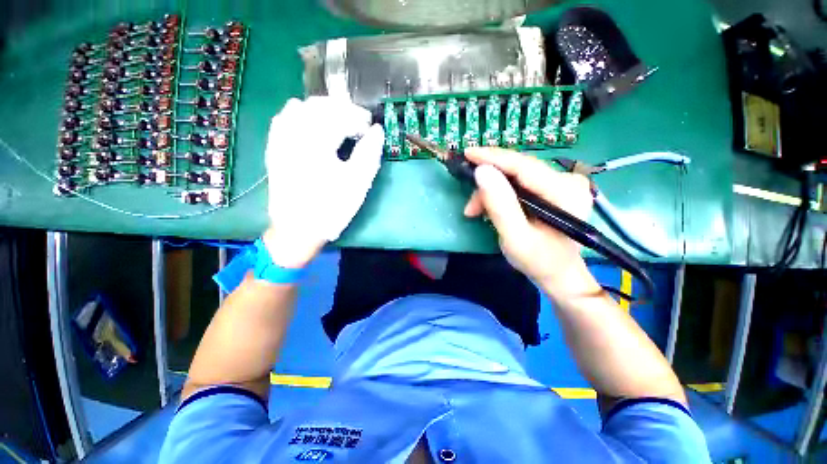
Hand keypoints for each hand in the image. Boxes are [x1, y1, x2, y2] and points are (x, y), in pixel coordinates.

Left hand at [264, 97, 383, 267]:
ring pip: (300, 107)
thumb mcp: (357, 183)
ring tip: (338, 122)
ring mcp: (280, 140)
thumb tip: (377, 131)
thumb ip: (369, 154)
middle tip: (358, 123)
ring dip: (322, 110)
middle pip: (319, 106)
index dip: (359, 119)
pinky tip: (310, 124)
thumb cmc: (331, 207)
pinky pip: (283, 119)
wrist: (297, 230)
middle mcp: (294, 133)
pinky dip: (300, 115)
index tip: (370, 128)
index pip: (340, 116)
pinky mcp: (274, 149)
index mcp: (317, 141)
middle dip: (342, 109)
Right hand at [462, 148, 598, 296]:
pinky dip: (501, 193)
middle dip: (488, 183)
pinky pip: (520, 183)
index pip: (523, 165)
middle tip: (470, 206)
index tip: (467, 153)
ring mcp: (562, 182)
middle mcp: (568, 180)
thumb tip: (481, 171)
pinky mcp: (554, 188)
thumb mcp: (514, 237)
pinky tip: (490, 208)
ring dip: (492, 192)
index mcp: (564, 192)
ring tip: (475, 212)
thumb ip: (499, 204)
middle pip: (518, 170)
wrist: (559, 274)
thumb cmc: (538, 260)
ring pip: (516, 176)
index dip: (493, 157)